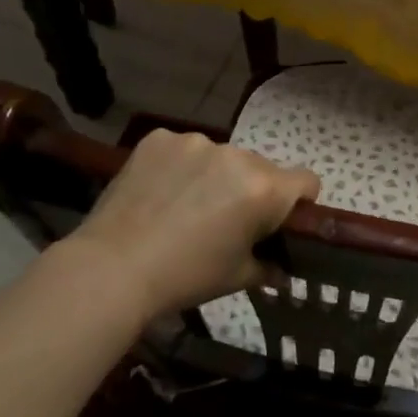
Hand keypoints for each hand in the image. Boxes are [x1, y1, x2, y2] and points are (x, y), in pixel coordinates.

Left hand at [65, 129, 319, 320]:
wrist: (111, 269)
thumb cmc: (185, 276)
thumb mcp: (237, 277)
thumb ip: (268, 266)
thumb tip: (280, 269)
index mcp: (264, 189)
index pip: (307, 181)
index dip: (300, 202)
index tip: (279, 220)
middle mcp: (237, 156)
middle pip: (261, 168)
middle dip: (251, 190)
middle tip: (224, 221)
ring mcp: (195, 142)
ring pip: (221, 158)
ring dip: (214, 176)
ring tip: (184, 207)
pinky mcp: (159, 138)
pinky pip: (183, 150)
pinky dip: (179, 167)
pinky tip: (159, 193)